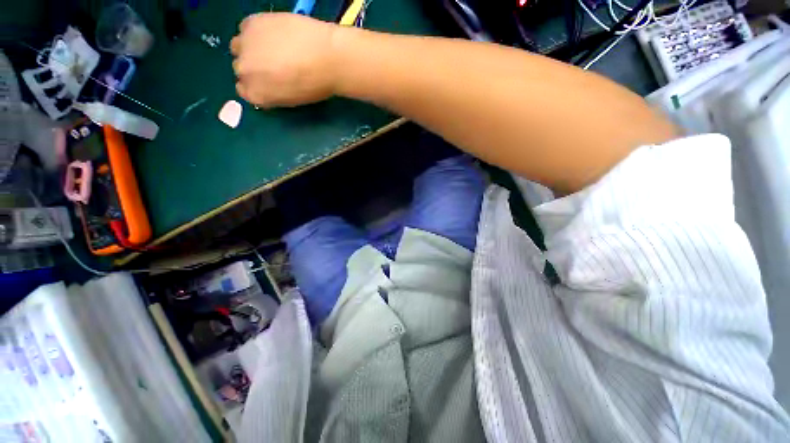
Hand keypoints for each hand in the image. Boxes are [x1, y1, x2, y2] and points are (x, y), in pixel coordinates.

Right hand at [231, 13, 340, 107]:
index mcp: (257, 95)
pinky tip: (273, 33)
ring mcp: (245, 46)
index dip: (256, 84)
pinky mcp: (251, 23)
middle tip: (272, 62)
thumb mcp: (292, 99)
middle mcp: (244, 72)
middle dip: (253, 66)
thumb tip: (269, 84)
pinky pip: (245, 27)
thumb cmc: (315, 86)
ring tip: (272, 47)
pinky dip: (256, 31)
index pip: (244, 90)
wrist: (327, 58)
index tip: (266, 80)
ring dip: (251, 47)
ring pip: (239, 46)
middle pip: (241, 68)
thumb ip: (274, 93)